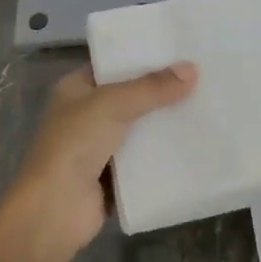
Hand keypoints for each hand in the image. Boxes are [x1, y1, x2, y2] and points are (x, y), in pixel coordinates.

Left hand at [0, 62, 197, 261]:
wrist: (54, 211)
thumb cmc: (74, 145)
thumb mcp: (112, 104)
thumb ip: (151, 88)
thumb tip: (192, 69)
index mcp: (76, 89)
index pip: (113, 65)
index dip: (143, 57)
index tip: (179, 49)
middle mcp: (86, 115)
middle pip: (131, 96)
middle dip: (161, 90)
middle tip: (202, 76)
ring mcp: (99, 147)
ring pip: (140, 128)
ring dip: (165, 122)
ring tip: (206, 104)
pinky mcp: (114, 176)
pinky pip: (145, 158)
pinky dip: (164, 153)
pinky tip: (195, 142)